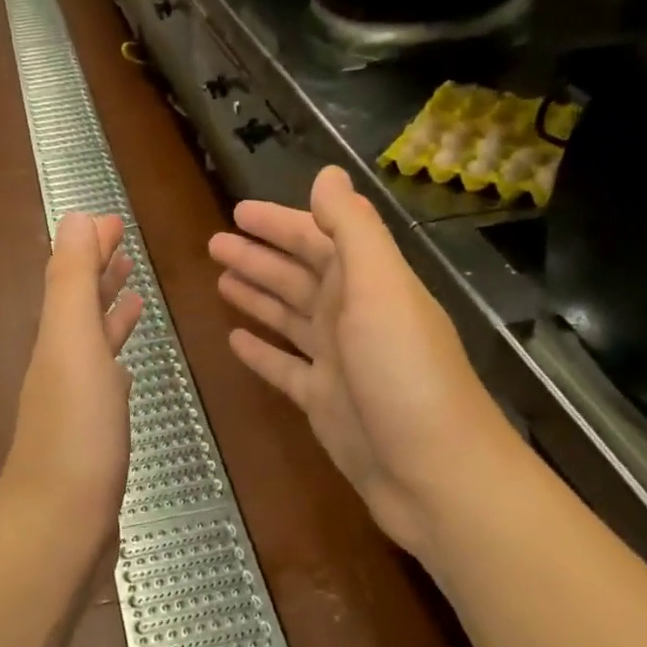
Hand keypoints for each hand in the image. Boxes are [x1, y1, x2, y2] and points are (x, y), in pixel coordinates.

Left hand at [0, 213, 143, 543]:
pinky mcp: (93, 438)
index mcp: (57, 339)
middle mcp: (61, 366)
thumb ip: (72, 280)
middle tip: (125, 247)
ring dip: (109, 314)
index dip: (90, 246)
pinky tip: (127, 370)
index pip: (71, 277)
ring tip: (134, 294)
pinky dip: (116, 364)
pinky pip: (106, 385)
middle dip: (99, 273)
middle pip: (79, 307)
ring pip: (93, 344)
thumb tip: (76, 217)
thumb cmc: (76, 432)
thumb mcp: (72, 343)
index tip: (114, 220)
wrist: (60, 527)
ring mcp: (76, 405)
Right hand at [209, 166, 509, 556]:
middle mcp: (352, 316)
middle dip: (258, 257)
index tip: (238, 212)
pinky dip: (261, 352)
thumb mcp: (381, 288)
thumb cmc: (404, 373)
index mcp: (367, 284)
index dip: (279, 223)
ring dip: (257, 296)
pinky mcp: (323, 402)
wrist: (432, 473)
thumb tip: (328, 173)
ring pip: (288, 317)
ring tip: (219, 280)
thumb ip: (352, 229)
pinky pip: (284, 367)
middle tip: (214, 244)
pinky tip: (235, 340)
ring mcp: (337, 362)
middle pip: (298, 276)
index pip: (317, 239)